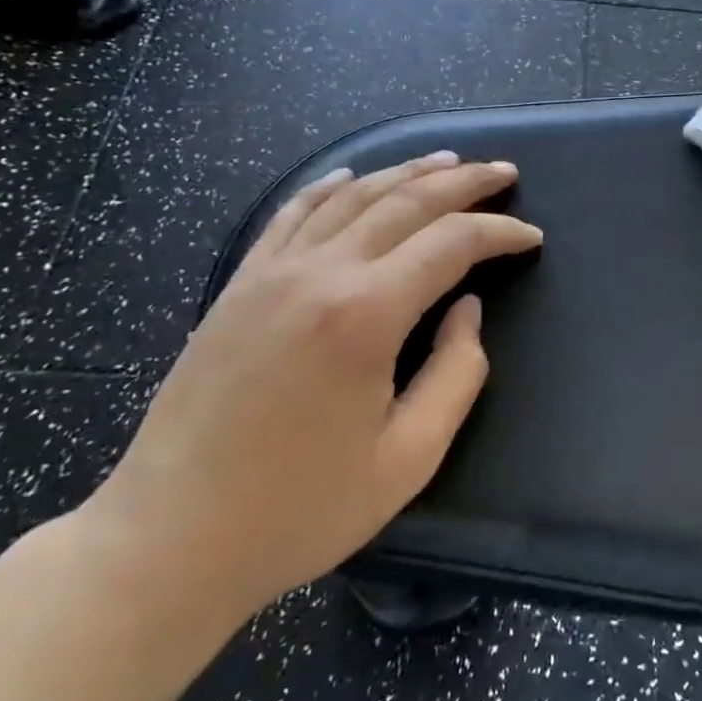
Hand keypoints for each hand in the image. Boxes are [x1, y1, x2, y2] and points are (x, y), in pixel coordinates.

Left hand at [84, 152, 542, 620]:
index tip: (531, 237)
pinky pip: (292, 214)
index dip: (500, 233)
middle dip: (464, 182)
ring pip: (353, 196)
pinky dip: (330, 188)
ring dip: (406, 173)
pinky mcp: (240, 284)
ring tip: (447, 162)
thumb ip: (457, 373)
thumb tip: (467, 309)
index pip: (452, 243)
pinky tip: (351, 178)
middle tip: (504, 173)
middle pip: (406, 201)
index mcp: (367, 314)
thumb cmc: (300, 509)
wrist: (170, 538)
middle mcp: (321, 273)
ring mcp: (272, 272)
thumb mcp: (409, 458)